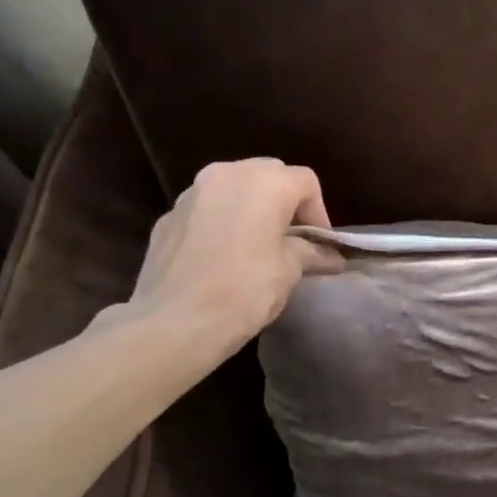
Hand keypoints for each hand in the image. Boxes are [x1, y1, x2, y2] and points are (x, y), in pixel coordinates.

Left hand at [111, 158, 342, 354]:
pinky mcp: (167, 218)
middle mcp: (226, 174)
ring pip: (233, 189)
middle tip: (292, 241)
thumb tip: (330, 256)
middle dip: (284, 204)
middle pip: (268, 175)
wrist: (173, 322)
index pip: (305, 182)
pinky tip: (222, 258)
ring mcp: (191, 194)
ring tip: (256, 247)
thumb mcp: (289, 272)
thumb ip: (309, 252)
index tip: (320, 247)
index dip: (319, 213)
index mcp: (264, 182)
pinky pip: (206, 211)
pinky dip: (221, 224)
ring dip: (251, 210)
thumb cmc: (244, 290)